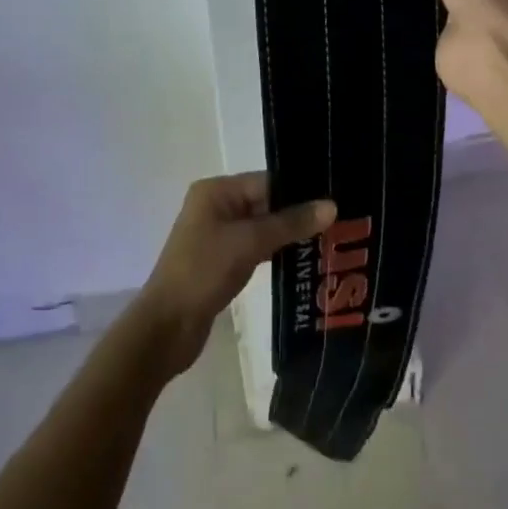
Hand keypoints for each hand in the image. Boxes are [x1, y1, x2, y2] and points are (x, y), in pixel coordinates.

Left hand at [135, 174, 333, 376]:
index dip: (300, 191)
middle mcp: (216, 207)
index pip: (267, 181)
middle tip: (340, 222)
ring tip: (330, 241)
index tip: (336, 199)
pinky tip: (304, 261)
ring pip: (263, 228)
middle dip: (298, 214)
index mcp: (216, 191)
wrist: (167, 327)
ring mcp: (218, 235)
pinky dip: (276, 253)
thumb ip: (290, 223)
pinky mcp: (222, 262)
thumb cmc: (203, 272)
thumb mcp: (249, 242)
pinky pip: (256, 248)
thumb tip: (331, 205)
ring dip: (289, 236)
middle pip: (266, 203)